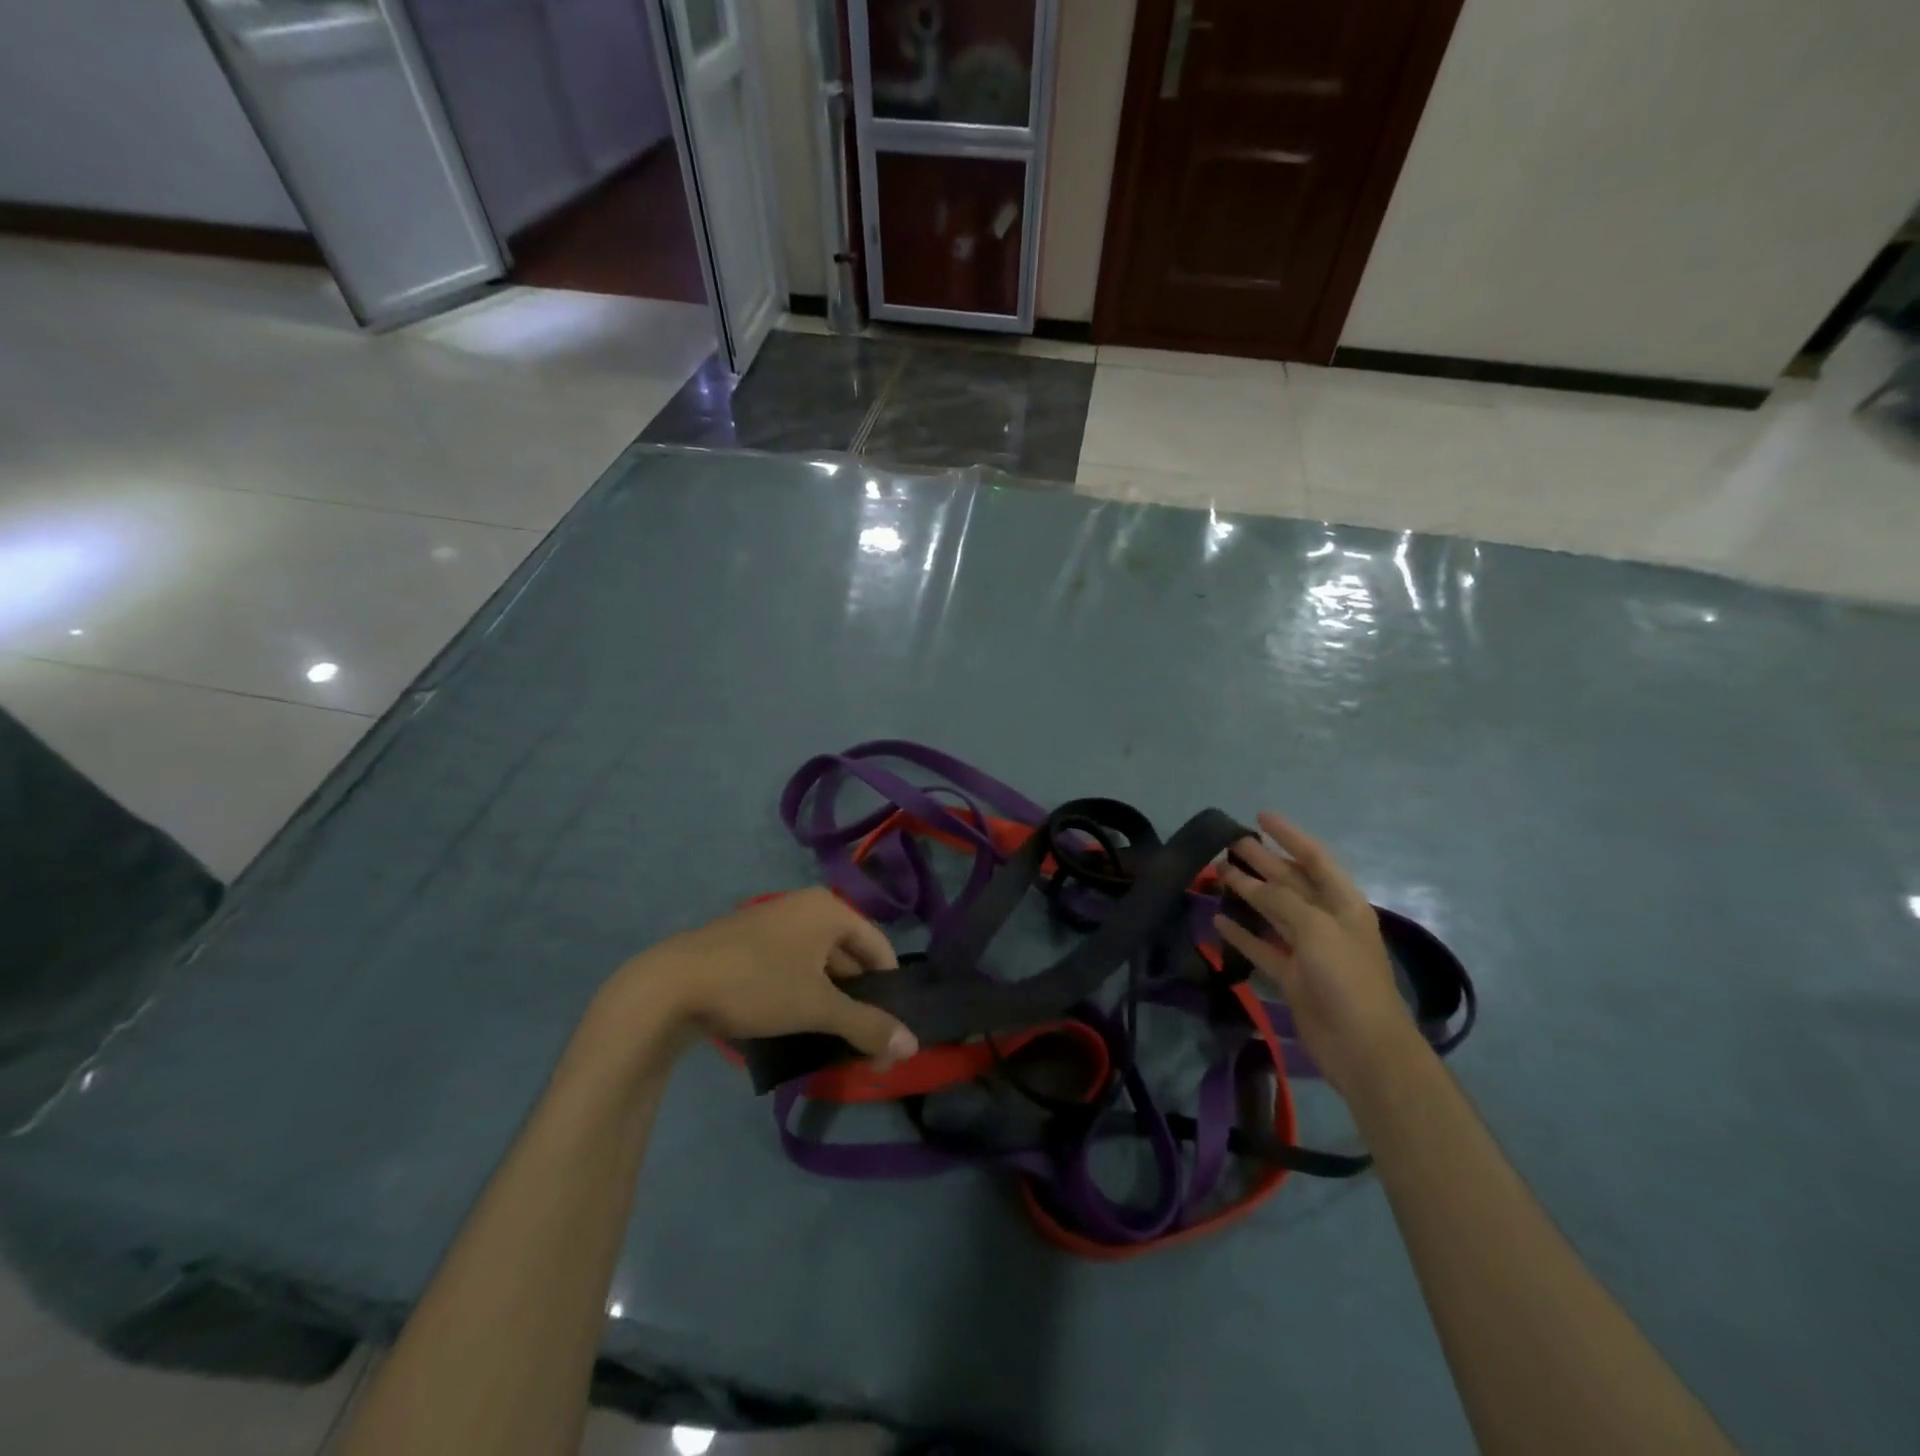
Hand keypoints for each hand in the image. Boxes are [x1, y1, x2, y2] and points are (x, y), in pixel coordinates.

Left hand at [609, 889, 918, 1067]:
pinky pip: (792, 966)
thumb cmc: (757, 984)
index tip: (890, 1027)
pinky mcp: (749, 943)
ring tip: (833, 1038)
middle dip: (859, 998)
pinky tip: (797, 1025)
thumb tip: (913, 1047)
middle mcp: (805, 906)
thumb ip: (867, 1026)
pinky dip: (802, 993)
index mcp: (829, 909)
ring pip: (819, 963)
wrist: (671, 985)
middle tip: (863, 1040)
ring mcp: (774, 922)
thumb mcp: (817, 1008)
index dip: (890, 987)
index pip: (879, 945)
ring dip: (831, 999)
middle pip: (849, 954)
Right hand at [1215, 813, 1415, 1095]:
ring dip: (1248, 893)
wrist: (1363, 1047)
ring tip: (1218, 874)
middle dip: (1262, 861)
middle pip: (1290, 882)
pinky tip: (1218, 921)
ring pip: (1273, 912)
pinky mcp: (1293, 976)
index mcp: (1343, 904)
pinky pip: (1262, 947)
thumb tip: (1252, 883)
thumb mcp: (1317, 930)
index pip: (1314, 858)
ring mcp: (1309, 950)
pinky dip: (1242, 934)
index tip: (1260, 817)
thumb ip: (1283, 900)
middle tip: (1229, 844)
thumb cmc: (1347, 979)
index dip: (1289, 836)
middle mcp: (1326, 921)